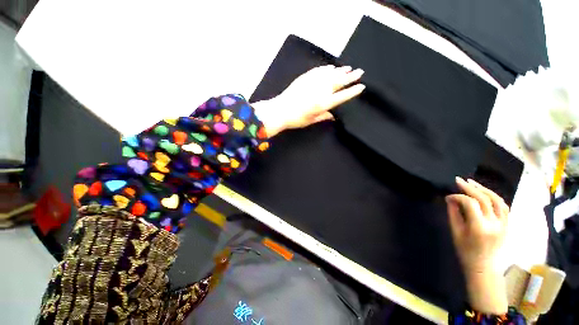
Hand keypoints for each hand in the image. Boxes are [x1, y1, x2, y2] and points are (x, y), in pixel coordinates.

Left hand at [252, 65, 364, 136]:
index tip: (361, 86)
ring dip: (340, 71)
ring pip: (330, 74)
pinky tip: (331, 67)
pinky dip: (326, 69)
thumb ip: (323, 117)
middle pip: (338, 82)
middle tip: (360, 71)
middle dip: (350, 77)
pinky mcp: (305, 78)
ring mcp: (312, 83)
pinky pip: (319, 71)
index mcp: (323, 104)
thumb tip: (333, 116)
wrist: (280, 110)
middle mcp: (320, 91)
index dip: (352, 91)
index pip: (342, 96)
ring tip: (349, 68)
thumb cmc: (296, 119)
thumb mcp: (311, 121)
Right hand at [446, 177, 508, 313]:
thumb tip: (451, 199)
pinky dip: (494, 197)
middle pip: (484, 199)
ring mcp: (504, 224)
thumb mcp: (456, 232)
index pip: (470, 203)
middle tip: (458, 180)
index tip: (448, 197)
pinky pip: (504, 207)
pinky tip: (485, 193)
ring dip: (484, 189)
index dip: (458, 196)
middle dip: (470, 187)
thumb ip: (453, 213)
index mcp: (479, 228)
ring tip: (472, 183)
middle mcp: (495, 224)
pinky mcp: (508, 225)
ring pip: (497, 200)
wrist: (484, 267)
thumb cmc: (466, 251)